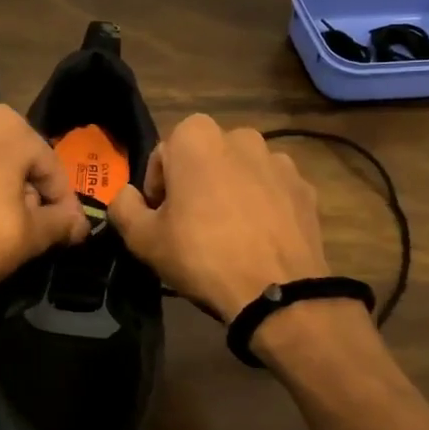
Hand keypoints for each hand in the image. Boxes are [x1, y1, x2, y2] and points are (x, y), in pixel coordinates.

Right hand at [109, 114, 328, 319]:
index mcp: (196, 137)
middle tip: (191, 226)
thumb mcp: (143, 238)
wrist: (277, 293)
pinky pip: (271, 191)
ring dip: (230, 192)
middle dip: (195, 184)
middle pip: (204, 159)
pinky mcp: (305, 188)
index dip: (157, 189)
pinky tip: (257, 240)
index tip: (162, 219)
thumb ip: (123, 207)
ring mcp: (279, 161)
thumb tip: (126, 194)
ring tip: (228, 235)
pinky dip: (262, 207)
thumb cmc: (201, 255)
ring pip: (240, 172)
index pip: (163, 156)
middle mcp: (240, 136)